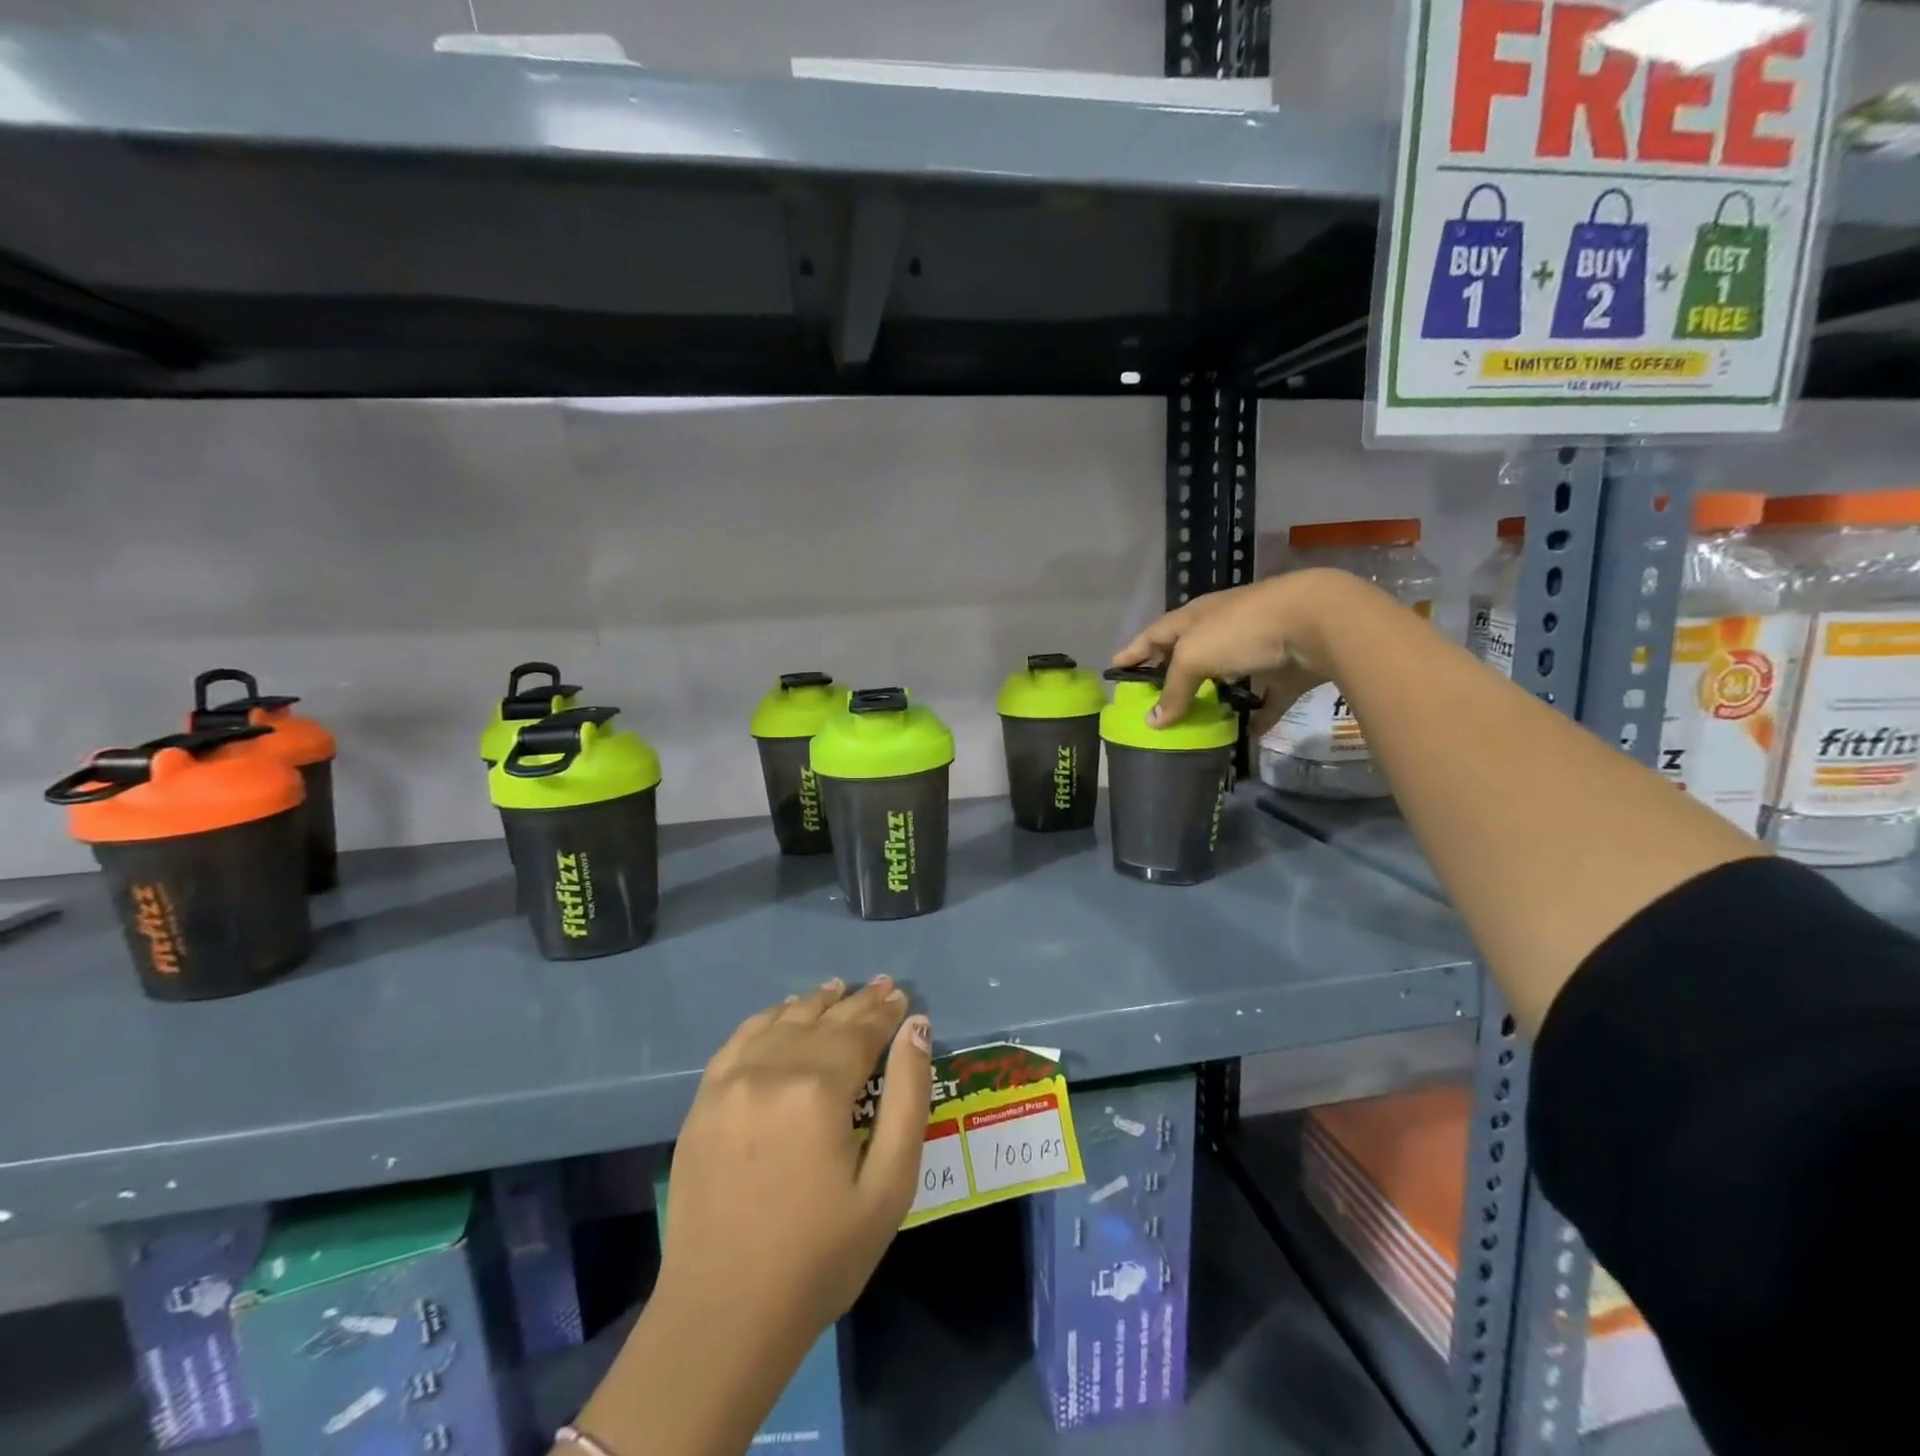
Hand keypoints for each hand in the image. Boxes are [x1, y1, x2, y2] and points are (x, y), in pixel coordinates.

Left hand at [658, 976, 932, 1344]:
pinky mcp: (703, 1101)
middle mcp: (771, 1070)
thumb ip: (908, 1099)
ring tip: (837, 989)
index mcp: (819, 1090)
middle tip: (881, 986)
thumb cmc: (820, 1257)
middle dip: (856, 1002)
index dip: (885, 1013)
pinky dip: (768, 1018)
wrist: (722, 1316)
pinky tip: (783, 1013)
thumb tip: (916, 1029)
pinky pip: (741, 1039)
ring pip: (782, 1021)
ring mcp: (730, 1082)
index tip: (902, 997)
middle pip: (823, 1020)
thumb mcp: (888, 1187)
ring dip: (814, 1003)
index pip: (860, 1031)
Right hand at [1113, 568, 1362, 733]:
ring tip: (1197, 717)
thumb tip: (1152, 722)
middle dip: (1172, 674)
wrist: (1315, 621)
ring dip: (1214, 693)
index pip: (1154, 634)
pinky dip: (1258, 714)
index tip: (1115, 667)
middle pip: (1190, 653)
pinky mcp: (1285, 670)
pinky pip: (1267, 697)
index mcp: (1194, 618)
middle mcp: (1222, 628)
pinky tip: (1248, 733)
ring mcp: (1256, 647)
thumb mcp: (1194, 658)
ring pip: (1228, 674)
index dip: (1133, 651)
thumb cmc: (1241, 631)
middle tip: (1155, 699)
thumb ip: (1173, 690)